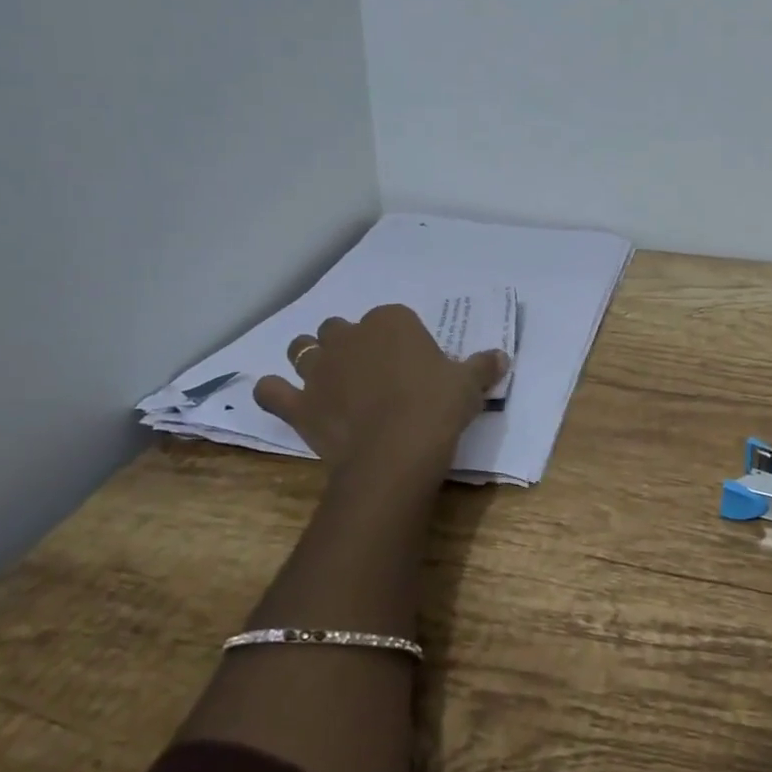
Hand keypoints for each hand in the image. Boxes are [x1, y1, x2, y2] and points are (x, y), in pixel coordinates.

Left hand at [254, 305, 506, 501]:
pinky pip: (270, 390)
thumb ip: (482, 366)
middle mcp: (349, 337)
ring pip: (303, 349)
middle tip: (371, 371)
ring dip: (311, 358)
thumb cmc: (437, 407)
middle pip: (341, 328)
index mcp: (391, 322)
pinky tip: (283, 397)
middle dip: (351, 343)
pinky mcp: (298, 404)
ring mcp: (318, 369)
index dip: (399, 338)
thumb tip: (501, 357)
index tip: (411, 360)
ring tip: (328, 378)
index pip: (391, 317)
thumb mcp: (469, 384)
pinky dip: (273, 391)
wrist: (396, 453)